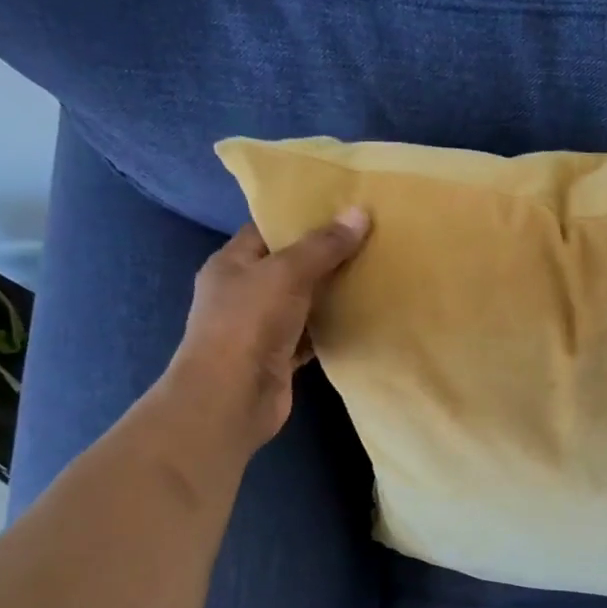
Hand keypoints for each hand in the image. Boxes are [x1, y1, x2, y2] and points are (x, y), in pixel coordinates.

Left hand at [154, 208, 370, 459]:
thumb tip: (360, 212)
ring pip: (304, 301)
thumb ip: (323, 245)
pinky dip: (334, 327)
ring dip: (334, 292)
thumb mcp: (286, 273)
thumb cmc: (248, 324)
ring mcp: (262, 327)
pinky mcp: (281, 357)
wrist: (231, 398)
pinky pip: (313, 334)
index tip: (342, 208)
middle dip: (326, 254)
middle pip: (290, 265)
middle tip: (370, 238)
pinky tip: (365, 315)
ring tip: (375, 272)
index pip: (268, 229)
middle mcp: (244, 292)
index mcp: (232, 263)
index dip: (302, 217)